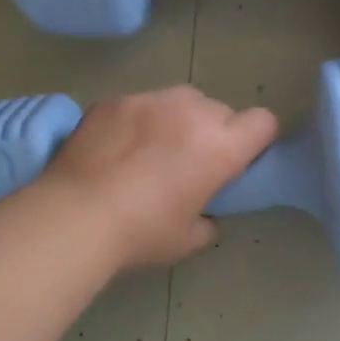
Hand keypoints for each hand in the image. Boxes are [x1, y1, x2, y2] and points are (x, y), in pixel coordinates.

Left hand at [43, 86, 277, 268]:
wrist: (76, 215)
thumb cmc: (141, 233)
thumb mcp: (188, 240)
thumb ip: (208, 222)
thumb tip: (207, 216)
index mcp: (221, 147)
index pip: (263, 122)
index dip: (257, 139)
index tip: (241, 158)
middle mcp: (193, 112)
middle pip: (220, 110)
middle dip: (213, 131)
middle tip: (190, 161)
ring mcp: (151, 100)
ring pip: (180, 100)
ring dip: (178, 119)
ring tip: (152, 148)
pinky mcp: (115, 100)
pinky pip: (140, 104)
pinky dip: (138, 120)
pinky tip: (116, 148)